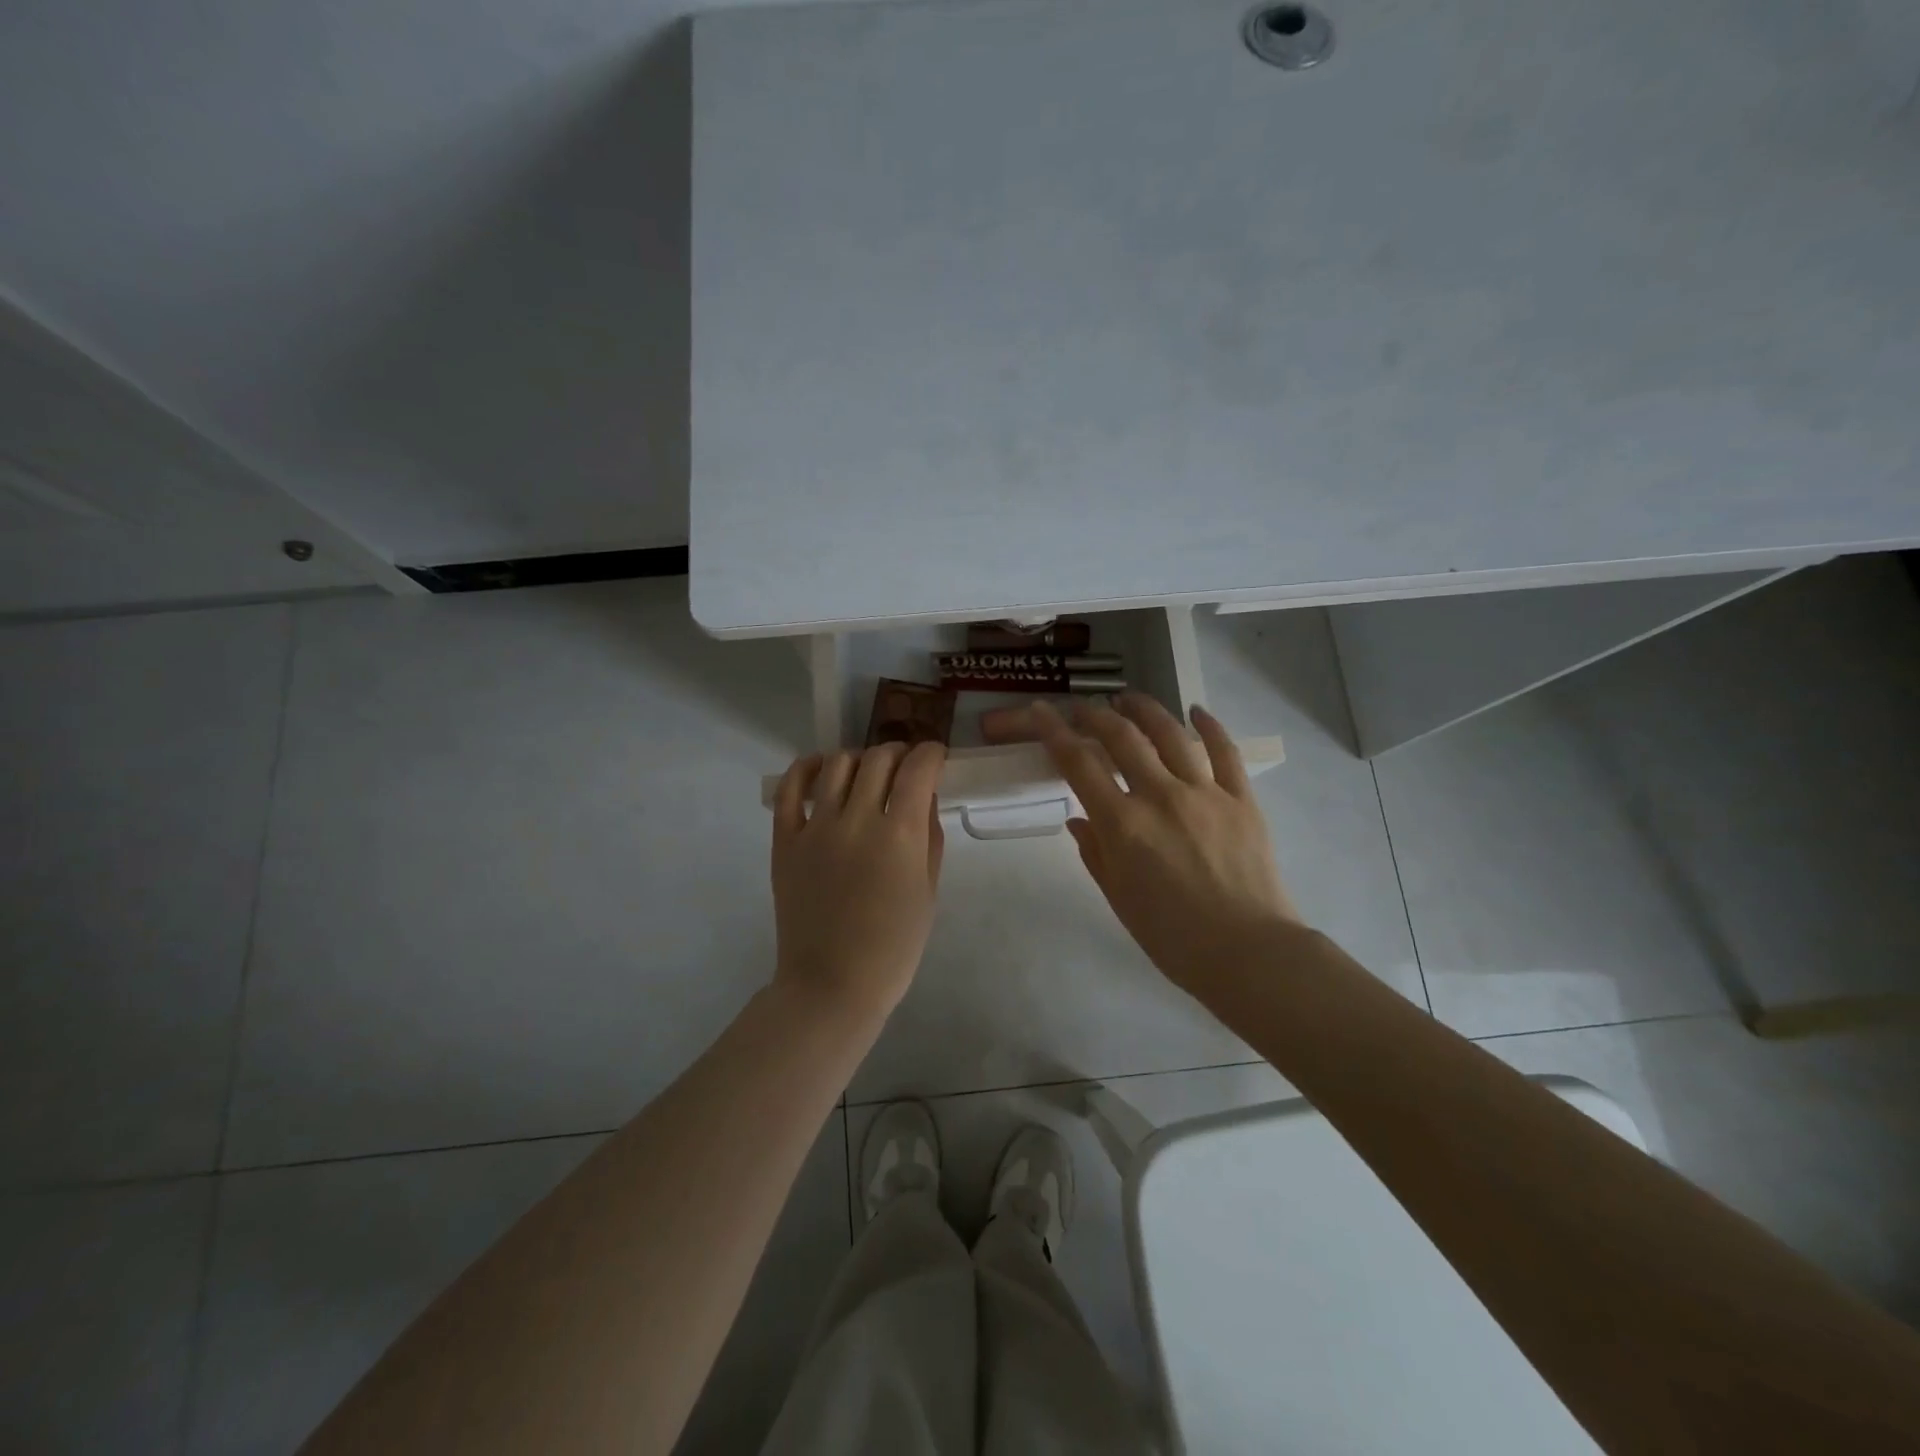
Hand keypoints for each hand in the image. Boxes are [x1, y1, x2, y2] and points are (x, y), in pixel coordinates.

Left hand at [770, 741, 946, 1021]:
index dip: (932, 754)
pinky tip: (821, 768)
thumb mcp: (928, 891)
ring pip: (838, 764)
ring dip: (860, 760)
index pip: (918, 769)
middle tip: (905, 769)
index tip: (936, 758)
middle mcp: (856, 819)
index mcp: (899, 835)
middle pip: (879, 759)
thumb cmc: (893, 946)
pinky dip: (806, 768)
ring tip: (867, 775)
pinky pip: (790, 788)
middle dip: (899, 755)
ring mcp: (815, 827)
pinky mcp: (785, 840)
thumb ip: (929, 837)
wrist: (832, 984)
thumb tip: (924, 797)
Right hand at [1033, 695, 1298, 992]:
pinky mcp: (1241, 798)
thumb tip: (1079, 819)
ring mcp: (1205, 792)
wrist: (1246, 952)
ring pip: (1171, 734)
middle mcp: (1160, 796)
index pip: (1079, 764)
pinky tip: (1196, 712)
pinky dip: (1209, 727)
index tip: (1042, 711)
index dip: (1055, 732)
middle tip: (1085, 708)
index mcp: (1123, 824)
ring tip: (1129, 700)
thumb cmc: (1171, 936)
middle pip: (1122, 737)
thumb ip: (1095, 852)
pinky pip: (1225, 751)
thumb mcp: (1118, 898)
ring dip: (1145, 710)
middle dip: (1097, 715)